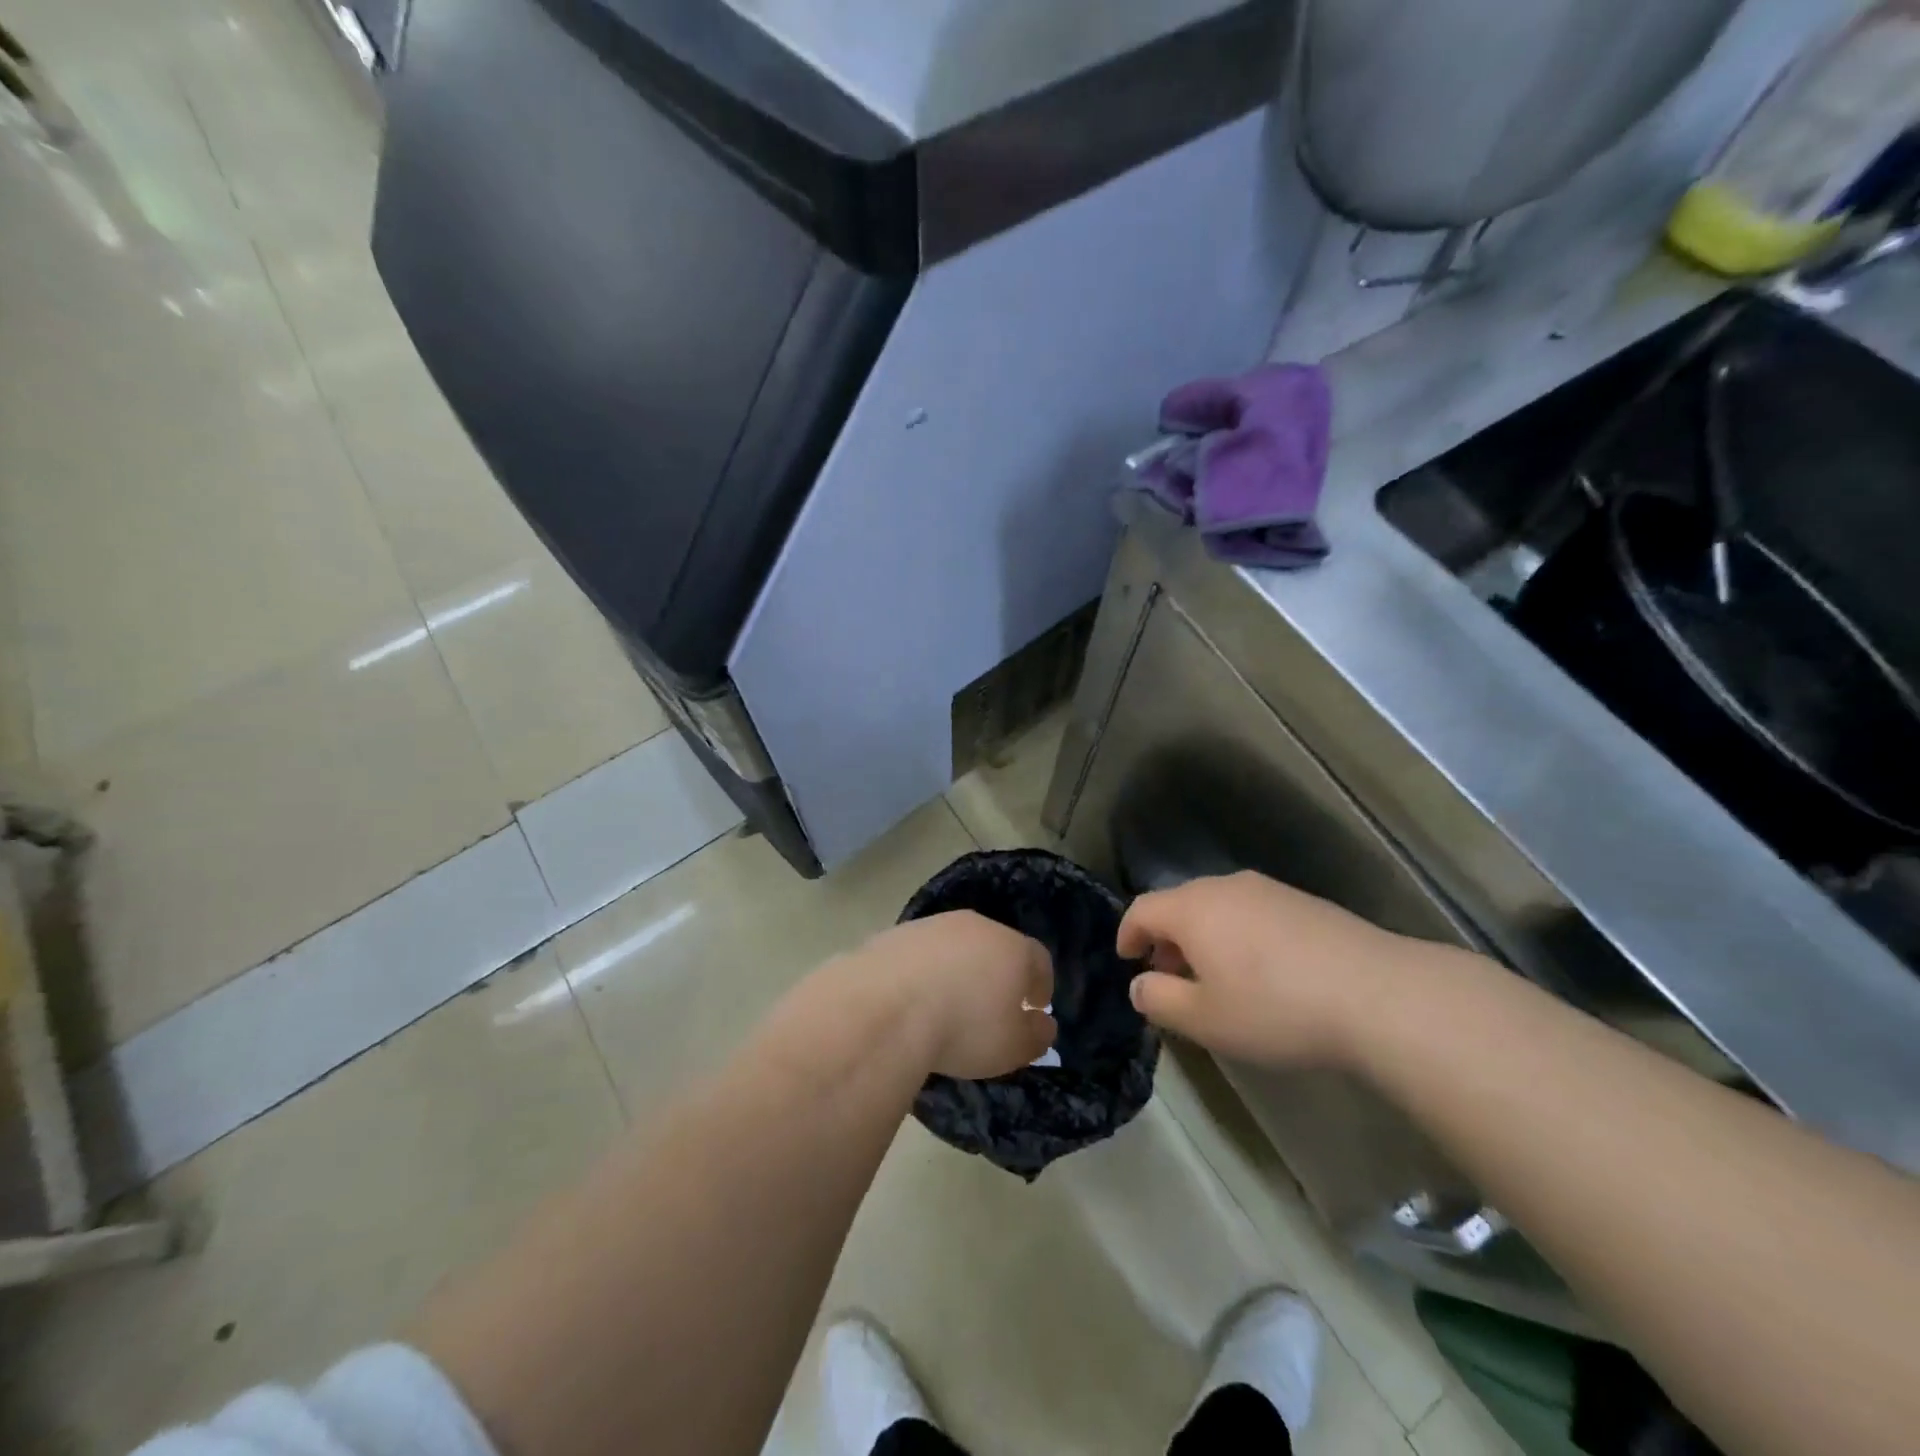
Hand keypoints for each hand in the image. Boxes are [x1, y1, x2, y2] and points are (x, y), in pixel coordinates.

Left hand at [855, 912, 1056, 1079]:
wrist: (886, 1007)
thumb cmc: (964, 1027)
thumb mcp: (1013, 1046)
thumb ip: (1036, 1034)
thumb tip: (1043, 1023)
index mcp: (1012, 947)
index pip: (1038, 959)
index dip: (1041, 983)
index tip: (1036, 1005)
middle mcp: (975, 926)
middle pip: (995, 945)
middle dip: (997, 972)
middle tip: (992, 1004)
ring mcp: (932, 926)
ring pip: (955, 945)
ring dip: (957, 968)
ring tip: (947, 1003)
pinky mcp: (895, 934)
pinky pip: (919, 953)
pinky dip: (922, 971)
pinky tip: (912, 998)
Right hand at [1117, 871, 1424, 1068]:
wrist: (1378, 995)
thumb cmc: (1276, 1008)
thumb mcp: (1205, 1020)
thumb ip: (1160, 1000)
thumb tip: (1139, 985)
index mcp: (1193, 909)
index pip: (1142, 909)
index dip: (1127, 934)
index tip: (1127, 960)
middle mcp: (1225, 887)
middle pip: (1179, 903)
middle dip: (1166, 938)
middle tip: (1170, 976)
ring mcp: (1268, 890)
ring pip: (1217, 906)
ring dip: (1203, 936)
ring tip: (1216, 977)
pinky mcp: (1303, 902)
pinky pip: (1252, 912)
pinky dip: (1238, 934)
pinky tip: (1261, 971)